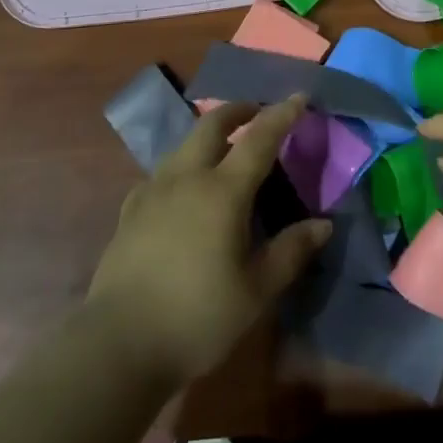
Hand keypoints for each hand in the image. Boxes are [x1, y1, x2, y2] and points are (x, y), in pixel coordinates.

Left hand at [87, 94, 330, 388]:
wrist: (119, 345)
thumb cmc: (197, 317)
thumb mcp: (256, 291)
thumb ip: (291, 252)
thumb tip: (323, 224)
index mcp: (222, 191)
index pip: (259, 139)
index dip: (281, 115)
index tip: (300, 97)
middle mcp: (187, 178)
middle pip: (212, 124)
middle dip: (237, 110)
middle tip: (256, 112)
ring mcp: (153, 191)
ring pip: (183, 144)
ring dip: (208, 134)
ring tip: (223, 147)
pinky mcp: (131, 211)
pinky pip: (162, 172)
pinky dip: (182, 165)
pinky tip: (183, 189)